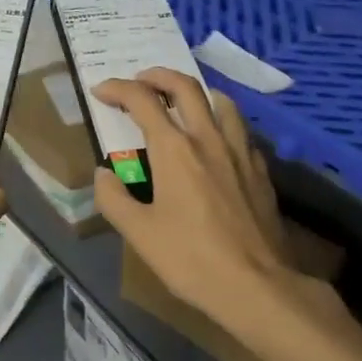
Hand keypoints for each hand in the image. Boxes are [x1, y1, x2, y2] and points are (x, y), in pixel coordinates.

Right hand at [92, 68, 294, 330]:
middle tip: (140, 79)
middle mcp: (208, 139)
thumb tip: (103, 174)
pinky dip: (221, 121)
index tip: (101, 91)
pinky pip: (239, 129)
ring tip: (181, 100)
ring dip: (196, 91)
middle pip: (185, 87)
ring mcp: (240, 151)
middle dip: (157, 75)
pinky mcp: (260, 170)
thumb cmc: (191, 259)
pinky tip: (216, 140)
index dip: (118, 89)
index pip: (142, 101)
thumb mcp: (139, 234)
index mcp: (174, 150)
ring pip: (220, 101)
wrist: (256, 285)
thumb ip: (113, 199)